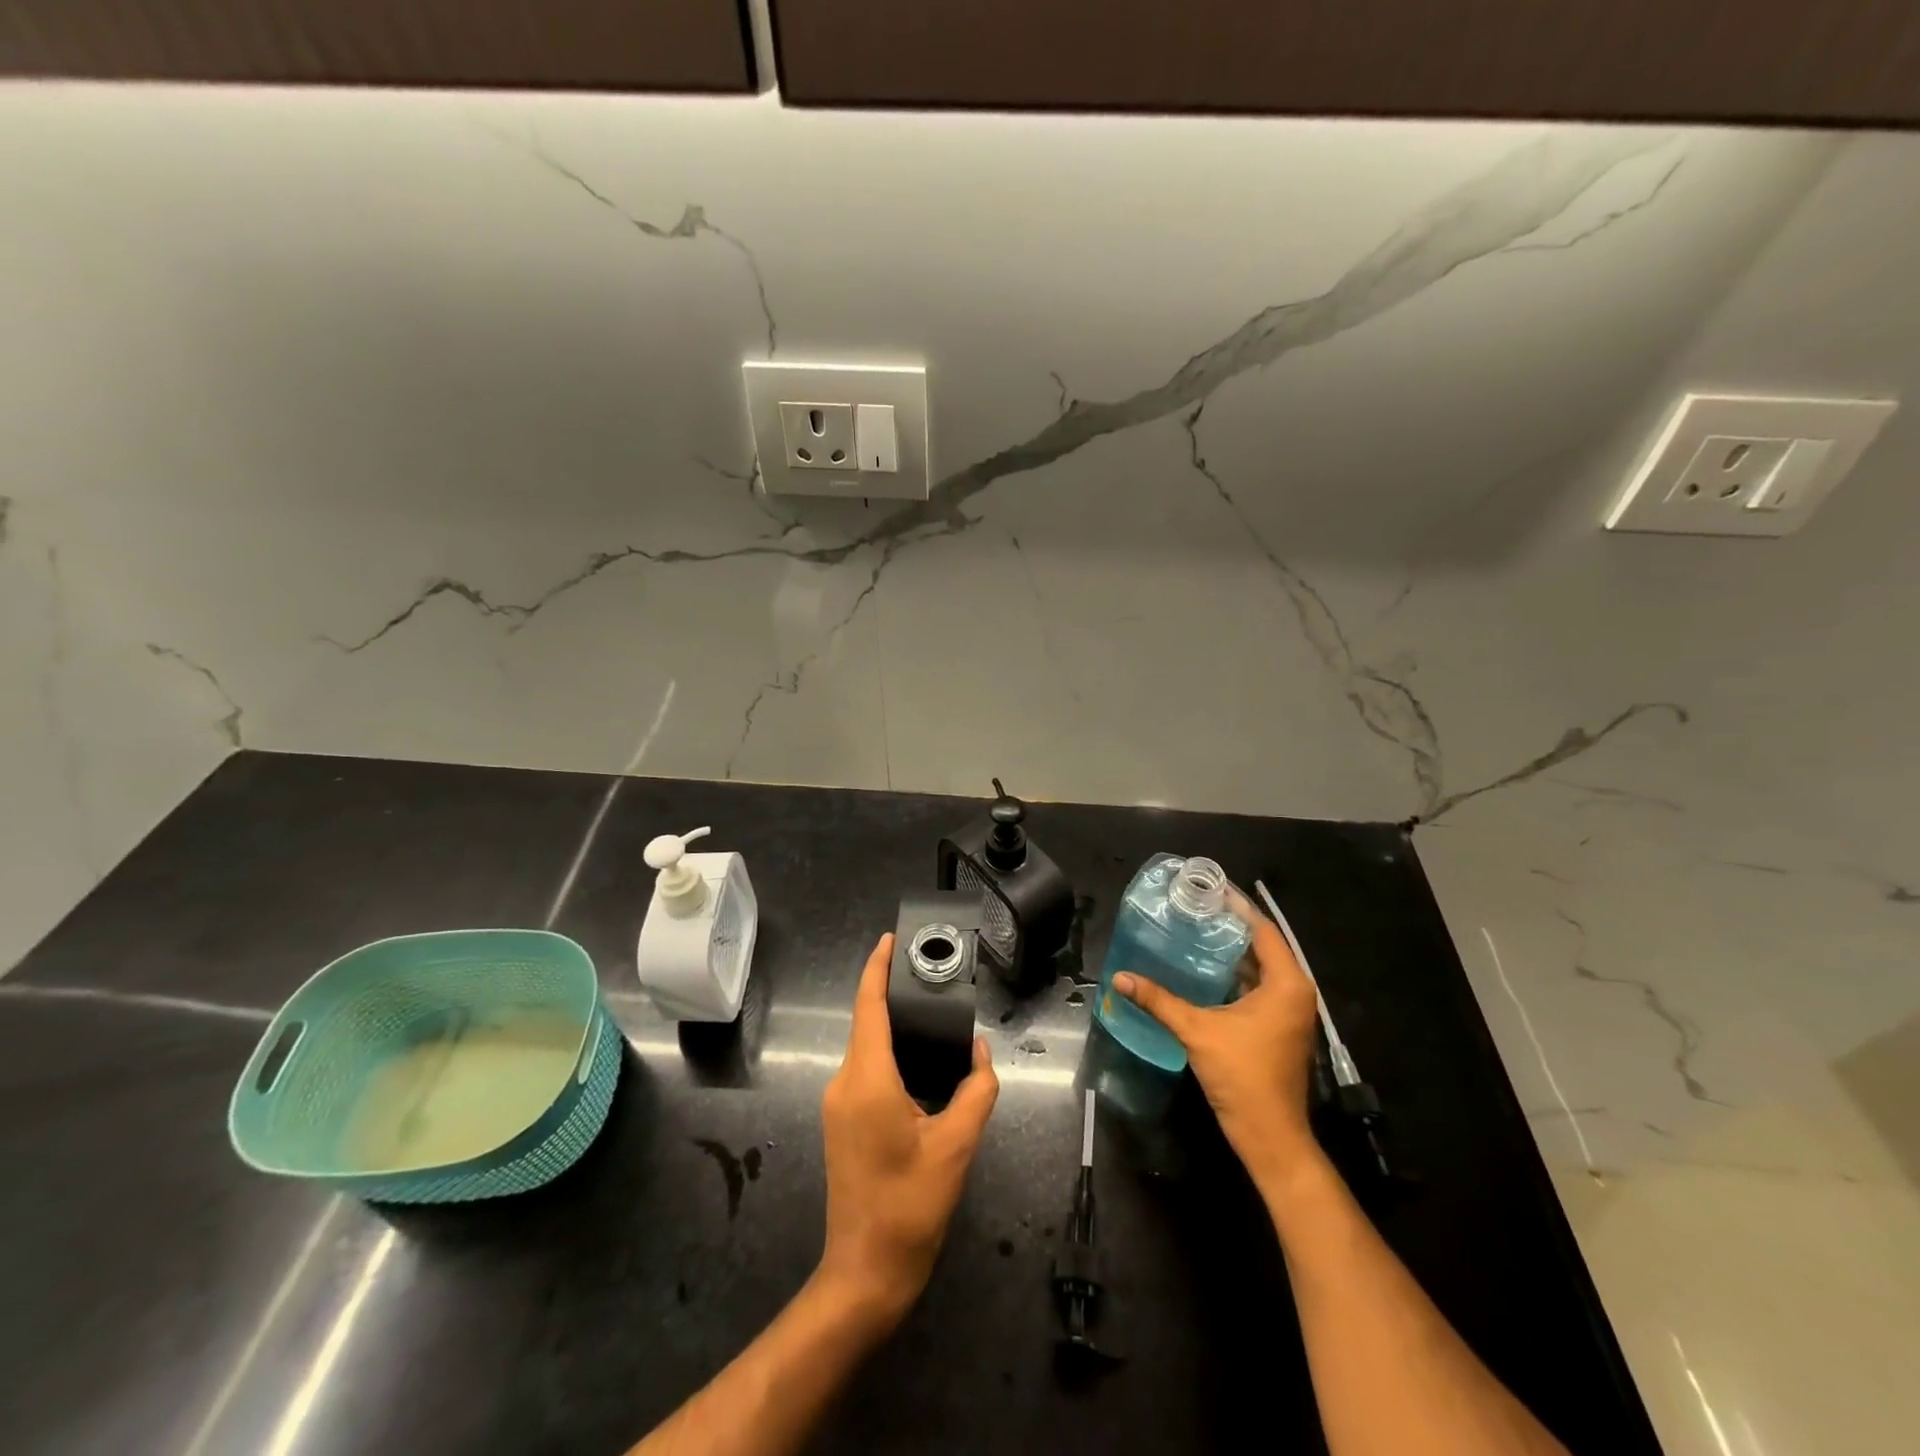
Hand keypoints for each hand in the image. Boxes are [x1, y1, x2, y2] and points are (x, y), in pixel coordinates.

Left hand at [817, 933, 999, 1325]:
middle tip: (930, 976)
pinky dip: (888, 1052)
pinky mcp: (841, 1121)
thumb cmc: (911, 1205)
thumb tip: (980, 1052)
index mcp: (867, 1079)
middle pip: (866, 1022)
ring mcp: (837, 1103)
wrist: (865, 1272)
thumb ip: (976, 1089)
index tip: (890, 939)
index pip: (868, 1006)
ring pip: (866, 1047)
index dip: (877, 968)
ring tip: (931, 1013)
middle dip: (892, 994)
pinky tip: (918, 1059)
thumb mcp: (957, 1145)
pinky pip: (865, 1069)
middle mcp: (843, 1082)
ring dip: (892, 1026)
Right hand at [1114, 889, 1321, 1191]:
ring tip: (1193, 930)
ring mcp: (1288, 1012)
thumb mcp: (1197, 1031)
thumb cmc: (1242, 1077)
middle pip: (1262, 946)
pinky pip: (1256, 988)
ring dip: (1230, 951)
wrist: (1269, 1136)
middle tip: (1193, 907)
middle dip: (1229, 926)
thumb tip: (1121, 977)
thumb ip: (1159, 1000)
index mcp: (1286, 984)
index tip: (1208, 888)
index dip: (1236, 907)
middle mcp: (1294, 992)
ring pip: (1259, 969)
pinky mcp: (1277, 1027)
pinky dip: (1232, 975)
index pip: (1263, 930)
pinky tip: (1201, 970)